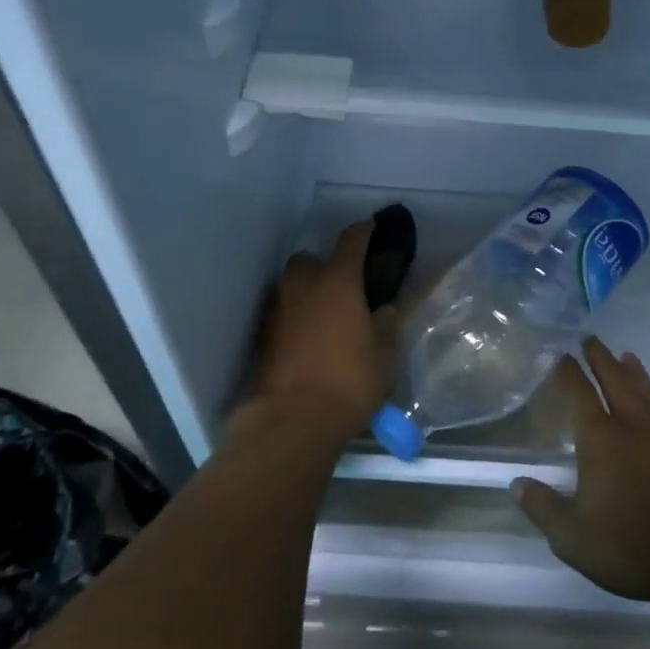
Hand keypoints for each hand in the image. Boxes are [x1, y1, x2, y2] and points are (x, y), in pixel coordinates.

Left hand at [239, 218, 394, 445]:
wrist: (293, 420)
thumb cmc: (349, 381)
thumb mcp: (384, 354)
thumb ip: (387, 324)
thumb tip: (385, 309)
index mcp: (338, 281)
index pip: (352, 240)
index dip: (364, 231)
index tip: (373, 228)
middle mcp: (303, 285)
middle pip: (310, 260)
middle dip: (325, 266)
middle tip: (343, 287)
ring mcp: (277, 309)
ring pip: (292, 286)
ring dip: (306, 292)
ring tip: (325, 316)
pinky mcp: (262, 336)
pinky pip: (282, 313)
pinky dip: (294, 318)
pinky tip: (308, 340)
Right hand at [514, 338, 649, 604]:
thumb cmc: (631, 547)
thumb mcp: (572, 537)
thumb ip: (543, 508)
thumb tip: (516, 484)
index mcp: (600, 440)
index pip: (579, 394)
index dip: (567, 372)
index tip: (560, 354)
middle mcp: (634, 428)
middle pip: (616, 382)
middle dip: (601, 359)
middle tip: (592, 338)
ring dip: (637, 374)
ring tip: (629, 357)